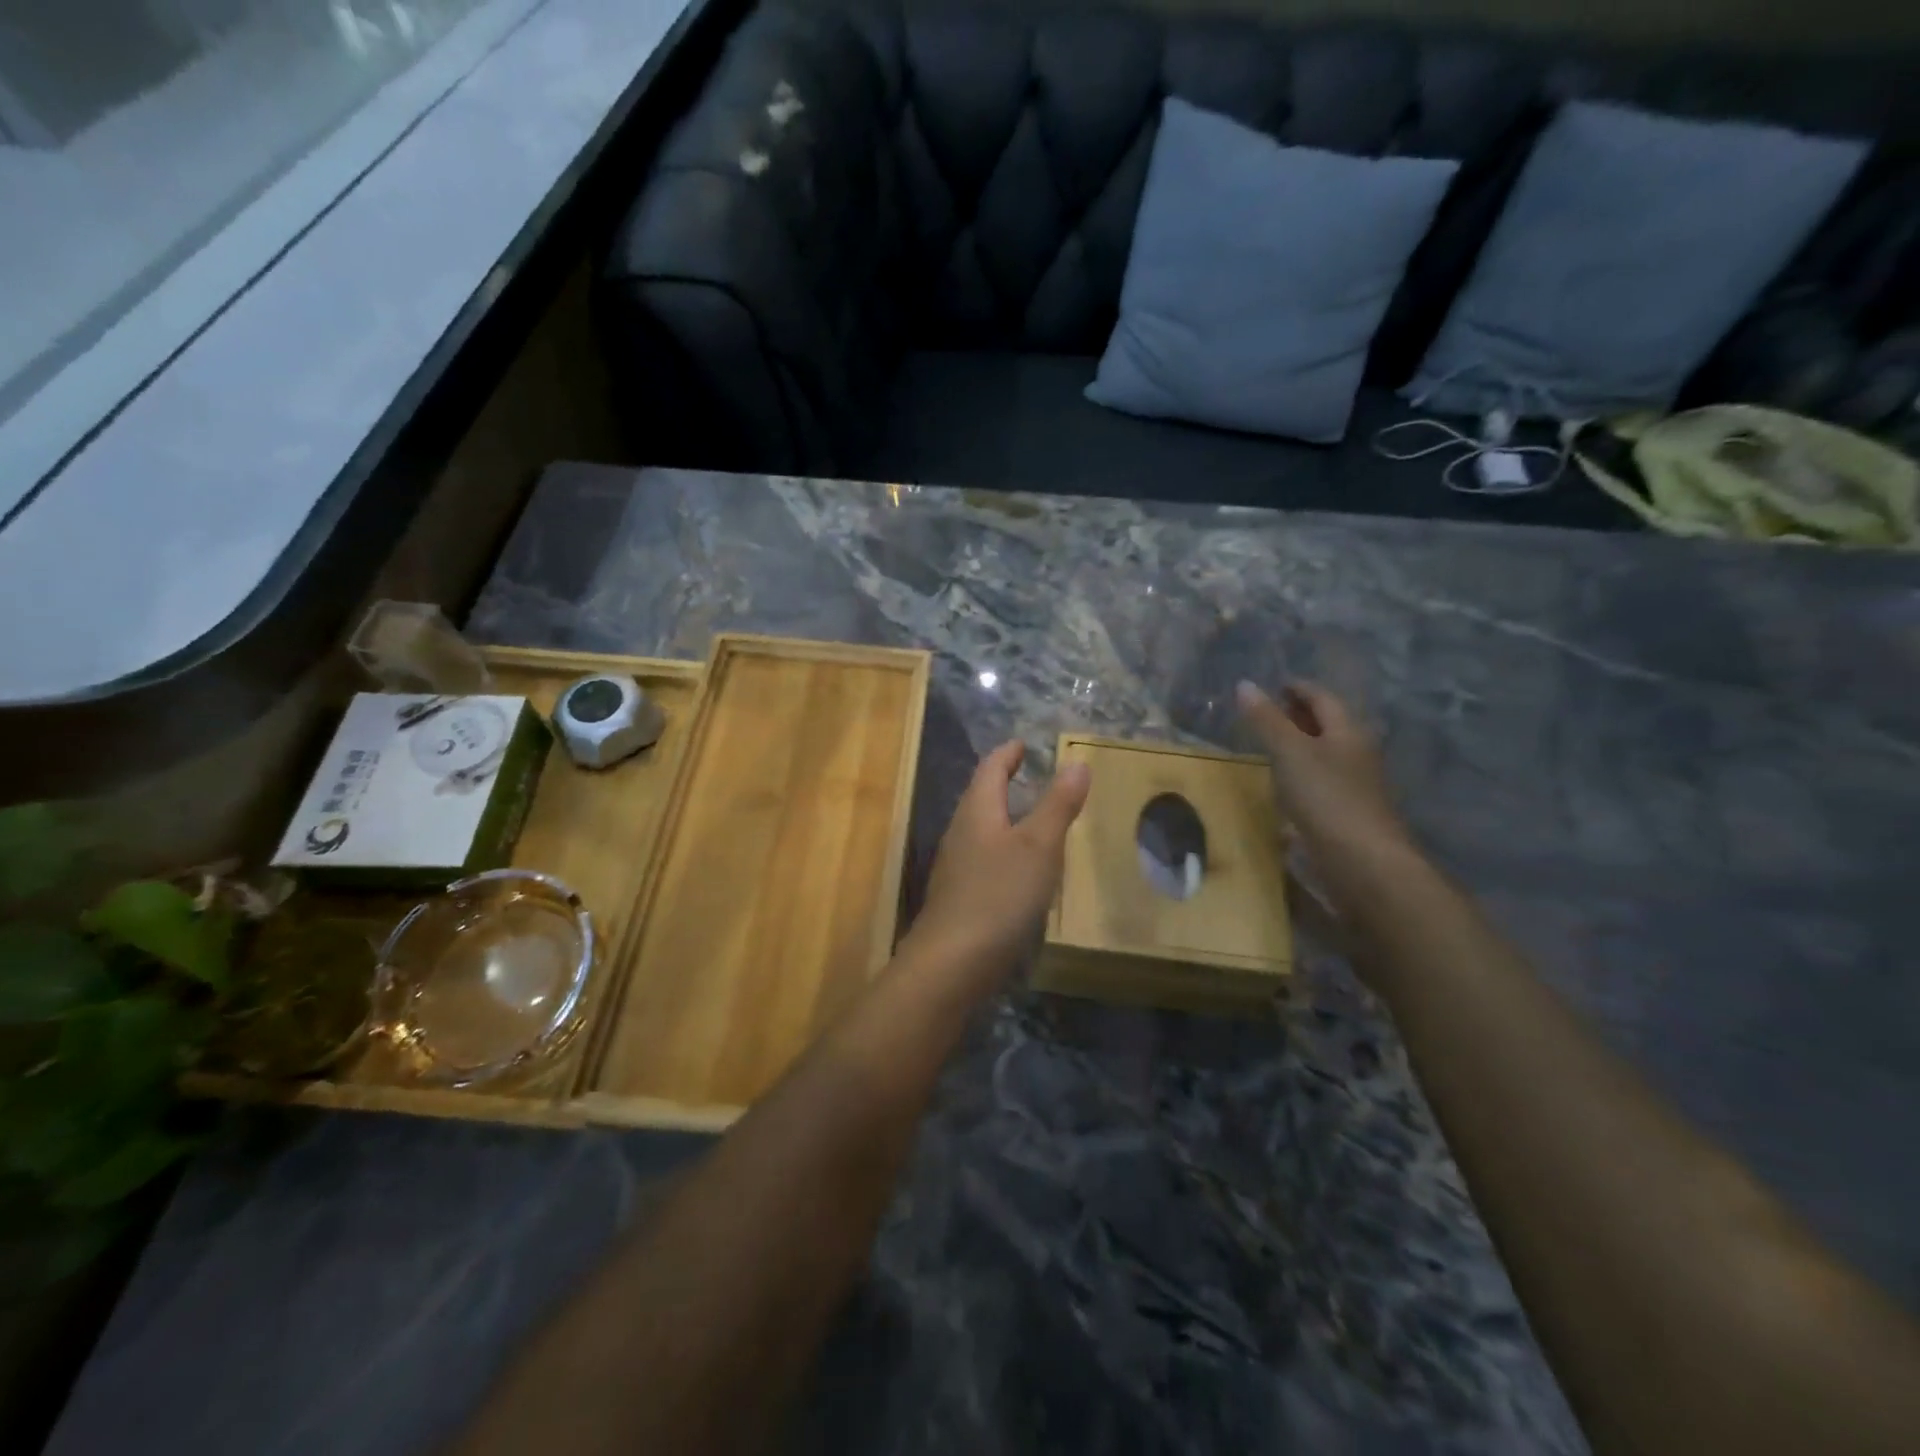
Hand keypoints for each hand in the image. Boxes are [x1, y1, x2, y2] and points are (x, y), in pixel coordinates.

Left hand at [904, 740, 1090, 979]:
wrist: (951, 963)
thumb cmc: (999, 895)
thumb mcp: (1039, 846)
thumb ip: (1057, 804)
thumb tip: (1077, 763)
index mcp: (977, 812)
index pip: (990, 770)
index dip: (1007, 754)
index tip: (1021, 744)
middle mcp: (960, 833)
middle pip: (980, 798)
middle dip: (1001, 783)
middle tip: (1025, 774)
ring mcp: (955, 868)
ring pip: (980, 830)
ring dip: (1001, 817)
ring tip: (1027, 817)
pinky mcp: (959, 898)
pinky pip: (982, 859)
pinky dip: (1002, 850)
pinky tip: (1017, 870)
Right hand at [1236, 680, 1405, 852]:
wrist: (1362, 861)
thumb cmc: (1326, 797)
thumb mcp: (1289, 752)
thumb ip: (1266, 720)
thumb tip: (1245, 684)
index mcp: (1348, 731)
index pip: (1323, 698)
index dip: (1299, 688)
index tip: (1275, 685)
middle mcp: (1356, 753)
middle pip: (1329, 725)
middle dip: (1301, 715)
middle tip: (1269, 711)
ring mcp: (1354, 785)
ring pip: (1325, 754)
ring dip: (1300, 745)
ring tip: (1270, 744)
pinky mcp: (1346, 813)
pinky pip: (1321, 781)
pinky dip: (1301, 773)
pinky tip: (1284, 784)